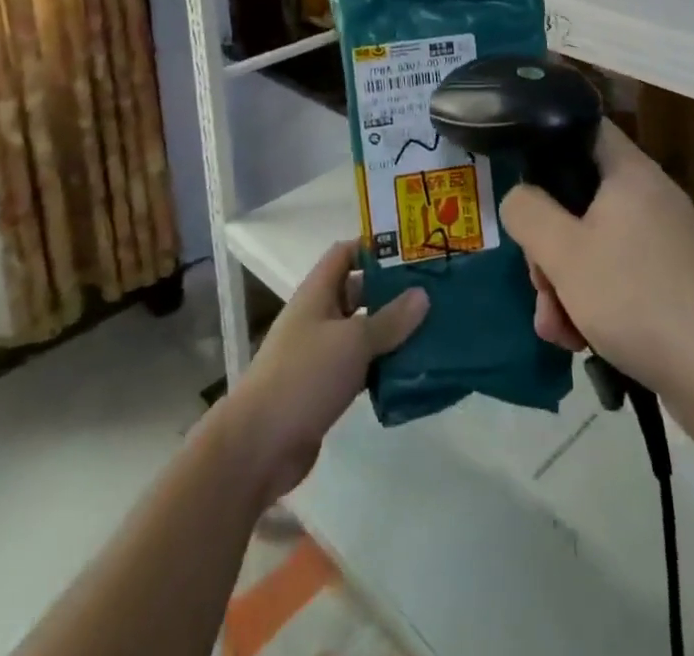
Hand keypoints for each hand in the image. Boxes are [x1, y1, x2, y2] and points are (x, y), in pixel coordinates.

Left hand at [219, 242, 427, 504]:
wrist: (259, 445)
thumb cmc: (304, 376)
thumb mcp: (353, 341)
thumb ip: (390, 319)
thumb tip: (422, 294)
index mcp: (317, 292)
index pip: (346, 253)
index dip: (375, 247)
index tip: (412, 250)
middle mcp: (318, 316)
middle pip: (358, 292)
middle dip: (392, 291)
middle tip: (434, 292)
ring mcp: (321, 354)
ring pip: (363, 332)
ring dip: (392, 332)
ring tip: (434, 330)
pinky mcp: (326, 388)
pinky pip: (361, 367)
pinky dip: (384, 366)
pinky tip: (414, 371)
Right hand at [501, 121, 693, 429]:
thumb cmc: (637, 300)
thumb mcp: (564, 253)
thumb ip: (527, 212)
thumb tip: (518, 197)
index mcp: (630, 173)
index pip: (584, 127)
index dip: (547, 140)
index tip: (520, 177)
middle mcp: (649, 198)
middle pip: (578, 197)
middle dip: (547, 243)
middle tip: (539, 281)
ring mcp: (663, 242)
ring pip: (592, 244)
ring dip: (563, 283)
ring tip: (556, 328)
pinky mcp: (670, 283)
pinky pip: (616, 276)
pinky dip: (592, 302)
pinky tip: (578, 341)